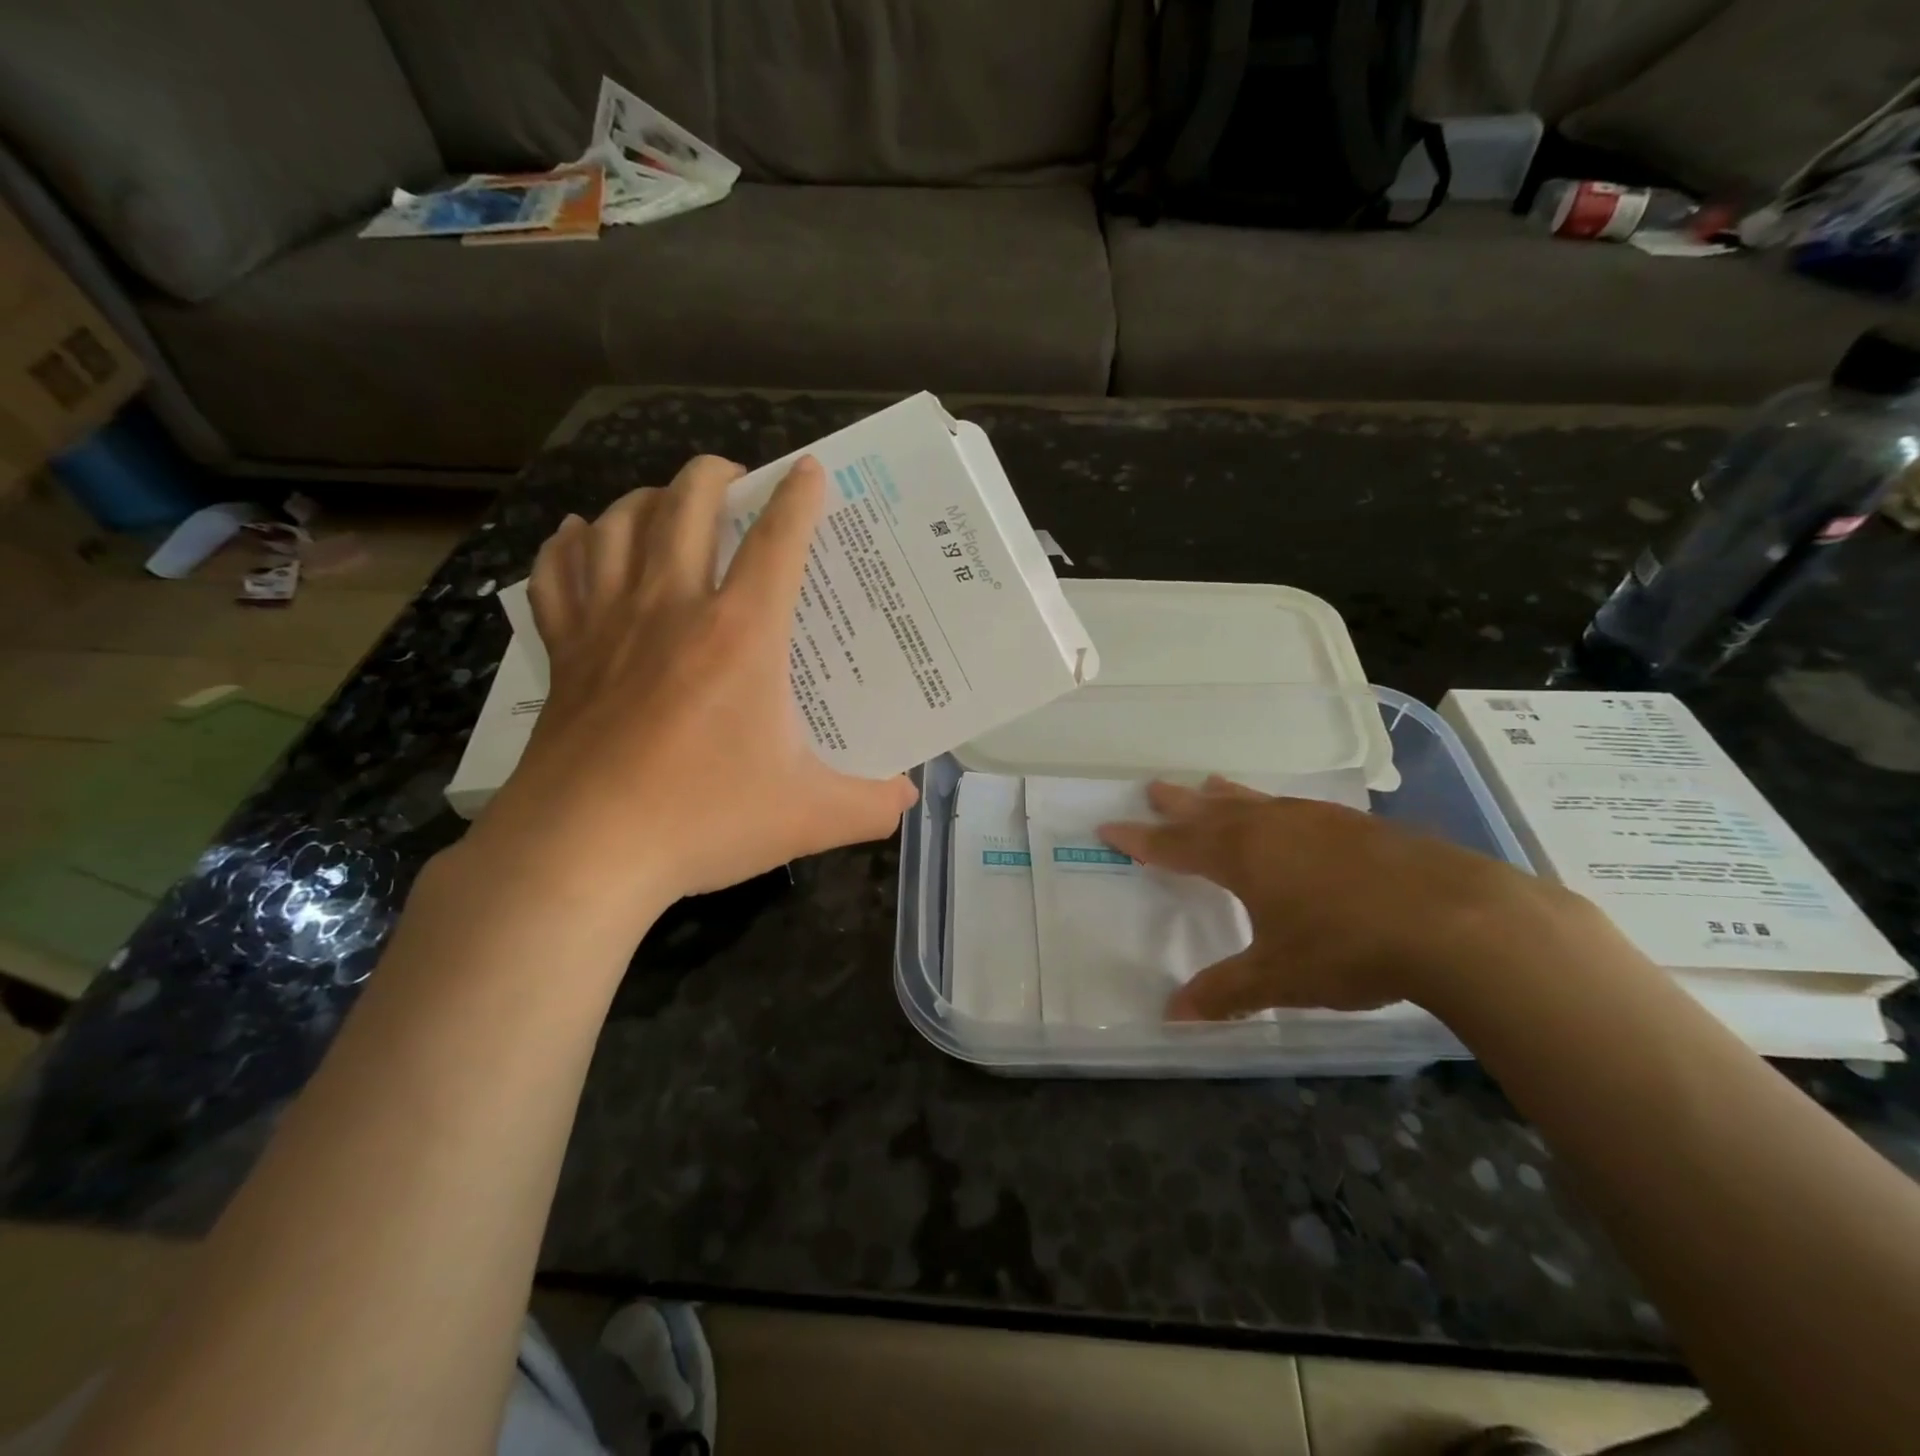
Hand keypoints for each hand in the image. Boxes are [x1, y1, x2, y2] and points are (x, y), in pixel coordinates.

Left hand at [468, 455, 916, 933]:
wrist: (582, 853)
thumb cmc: (702, 820)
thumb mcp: (808, 816)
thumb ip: (870, 805)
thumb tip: (908, 798)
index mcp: (740, 635)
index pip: (777, 542)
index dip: (799, 498)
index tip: (809, 469)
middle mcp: (671, 609)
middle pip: (686, 505)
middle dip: (715, 475)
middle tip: (737, 481)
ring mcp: (608, 626)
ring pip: (617, 524)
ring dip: (645, 499)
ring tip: (668, 505)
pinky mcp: (564, 654)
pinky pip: (557, 575)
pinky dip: (568, 546)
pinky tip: (579, 538)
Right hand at [1097, 777, 1560, 1019]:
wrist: (1458, 920)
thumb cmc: (1348, 946)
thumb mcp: (1278, 977)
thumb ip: (1225, 992)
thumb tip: (1173, 1017)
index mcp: (1241, 856)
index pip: (1175, 845)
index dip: (1141, 839)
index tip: (1109, 826)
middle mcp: (1272, 827)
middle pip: (1212, 810)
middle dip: (1179, 804)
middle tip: (1154, 787)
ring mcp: (1318, 820)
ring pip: (1257, 801)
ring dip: (1227, 796)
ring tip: (1210, 784)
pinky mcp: (1359, 826)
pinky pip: (1297, 808)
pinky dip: (1274, 807)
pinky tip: (1290, 816)